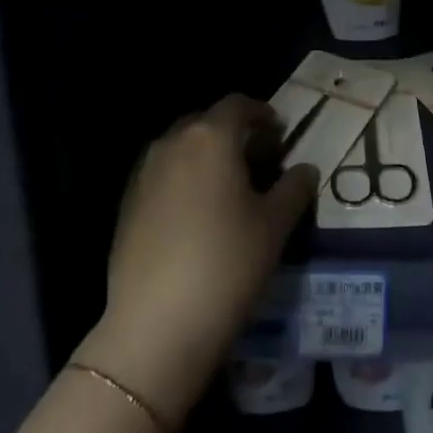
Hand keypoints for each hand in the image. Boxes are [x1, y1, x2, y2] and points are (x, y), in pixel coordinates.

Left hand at [84, 96, 317, 423]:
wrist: (155, 328)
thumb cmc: (227, 264)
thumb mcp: (275, 225)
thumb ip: (295, 187)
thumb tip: (305, 169)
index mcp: (210, 137)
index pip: (238, 105)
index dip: (263, 114)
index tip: (280, 135)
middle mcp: (172, 143)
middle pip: (207, 122)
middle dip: (235, 134)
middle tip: (260, 161)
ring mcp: (143, 174)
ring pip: (182, 148)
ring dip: (208, 156)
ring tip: (230, 189)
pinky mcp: (126, 205)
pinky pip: (163, 175)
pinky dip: (185, 180)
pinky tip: (198, 215)